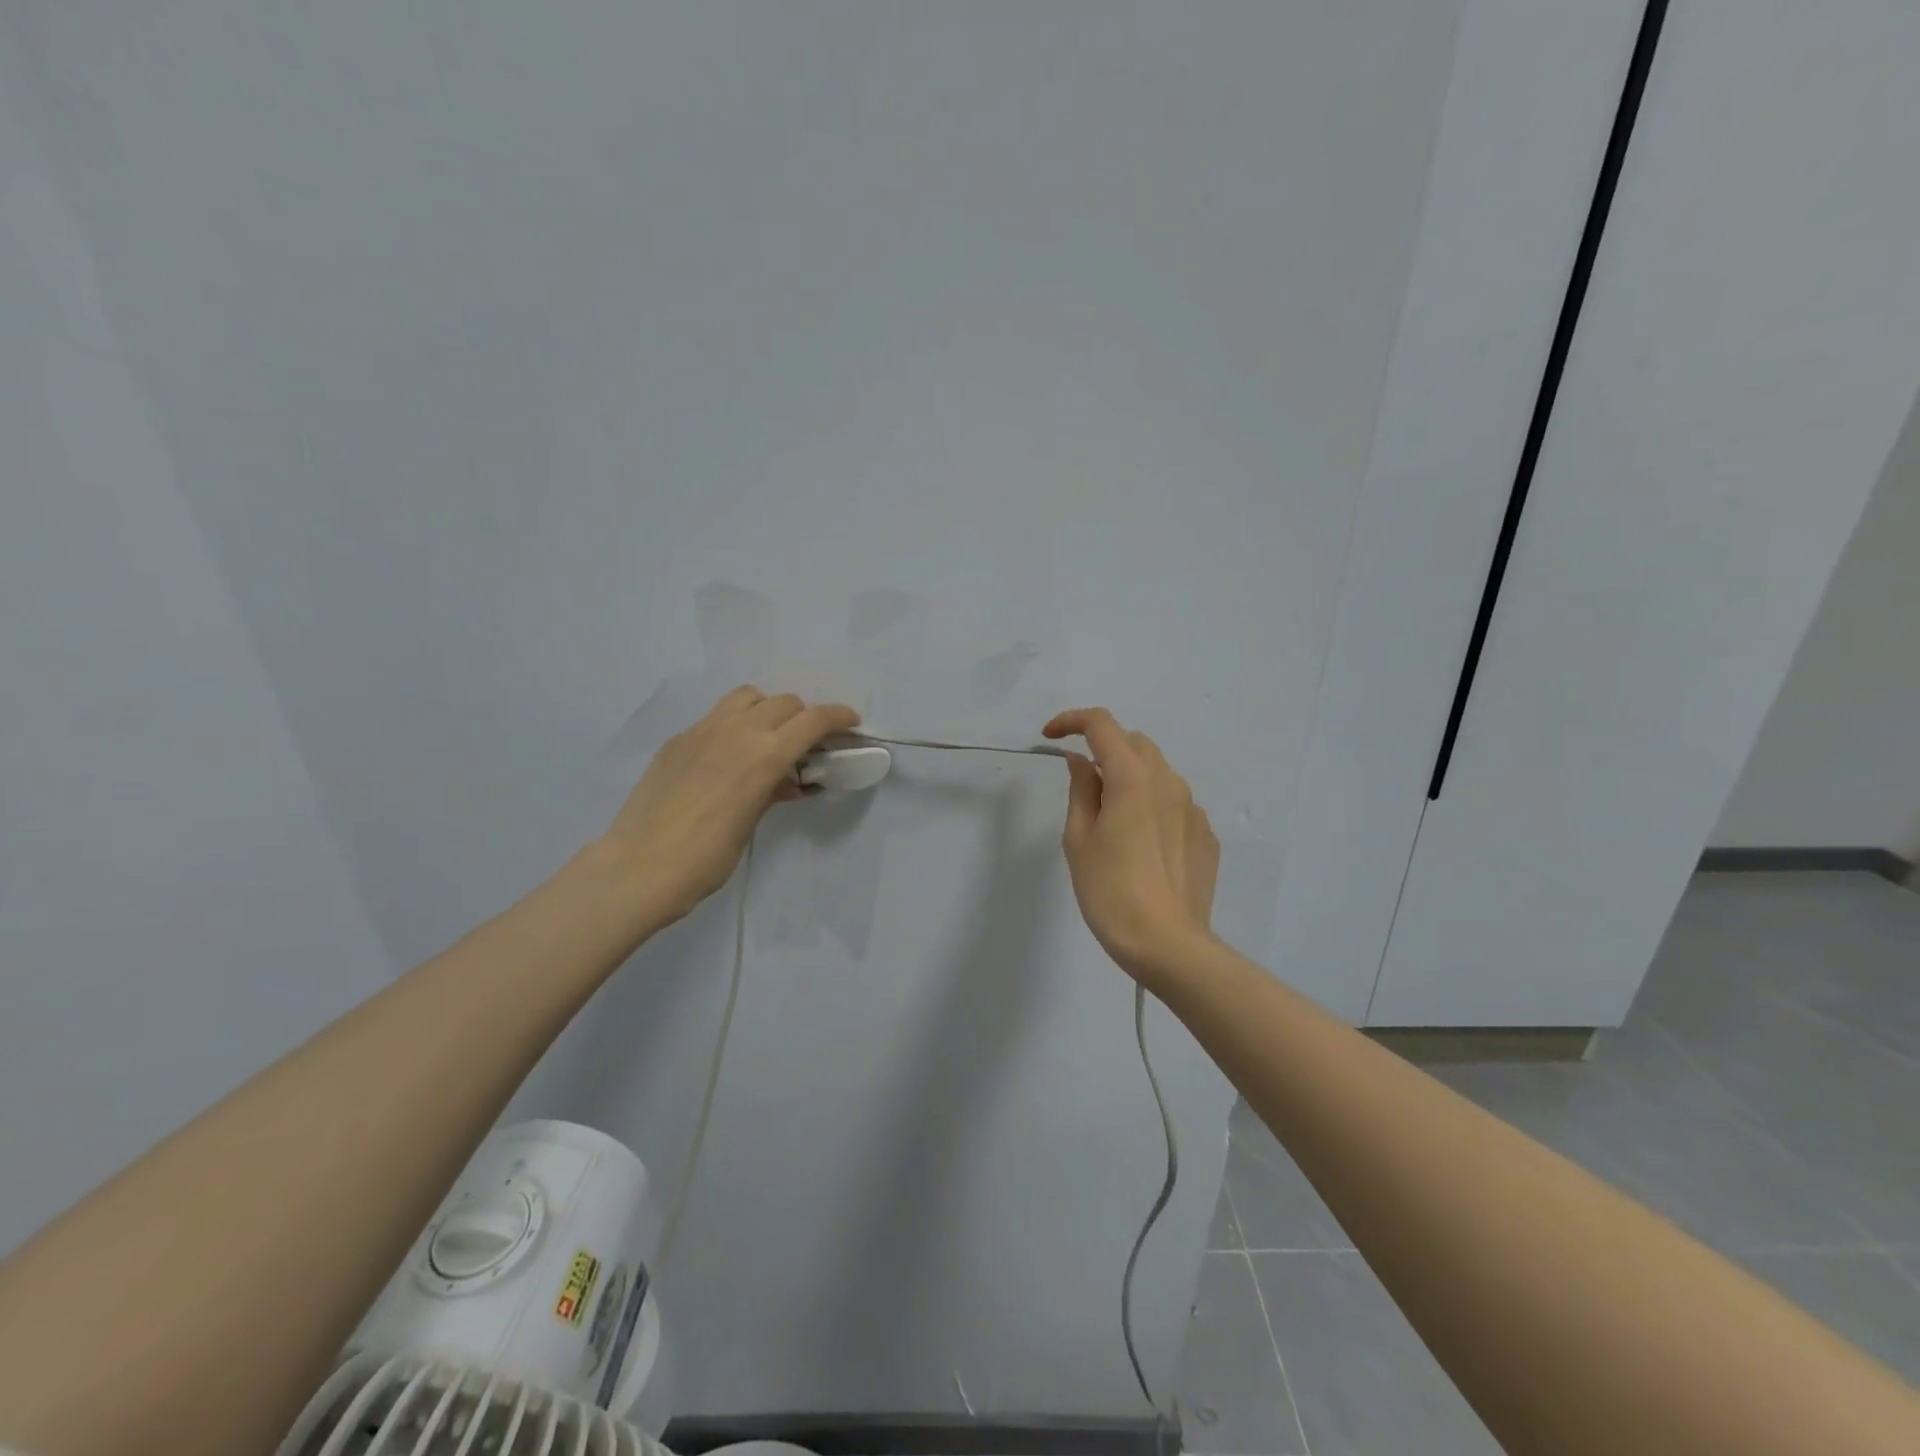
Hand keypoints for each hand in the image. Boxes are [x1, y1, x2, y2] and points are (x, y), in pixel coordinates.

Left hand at [600, 686, 859, 929]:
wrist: (637, 868)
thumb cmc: (705, 859)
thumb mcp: (750, 822)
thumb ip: (772, 790)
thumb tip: (788, 780)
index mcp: (764, 755)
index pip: (813, 720)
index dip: (838, 717)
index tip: (851, 723)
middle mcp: (736, 731)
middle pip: (785, 702)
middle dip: (805, 717)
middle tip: (808, 744)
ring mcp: (702, 730)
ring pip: (748, 697)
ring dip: (769, 709)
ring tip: (768, 738)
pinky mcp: (678, 740)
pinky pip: (717, 716)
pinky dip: (735, 724)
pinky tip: (728, 756)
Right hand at [1043, 707, 1219, 983]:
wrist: (1167, 944)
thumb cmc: (1110, 891)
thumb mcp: (1079, 839)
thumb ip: (1081, 790)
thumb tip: (1082, 762)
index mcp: (1132, 778)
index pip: (1102, 725)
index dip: (1072, 721)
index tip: (1050, 736)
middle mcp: (1169, 782)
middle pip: (1134, 743)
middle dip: (1104, 748)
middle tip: (1082, 784)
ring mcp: (1193, 809)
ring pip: (1158, 772)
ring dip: (1130, 777)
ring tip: (1112, 820)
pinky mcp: (1206, 835)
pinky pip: (1175, 804)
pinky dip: (1152, 806)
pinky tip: (1141, 845)